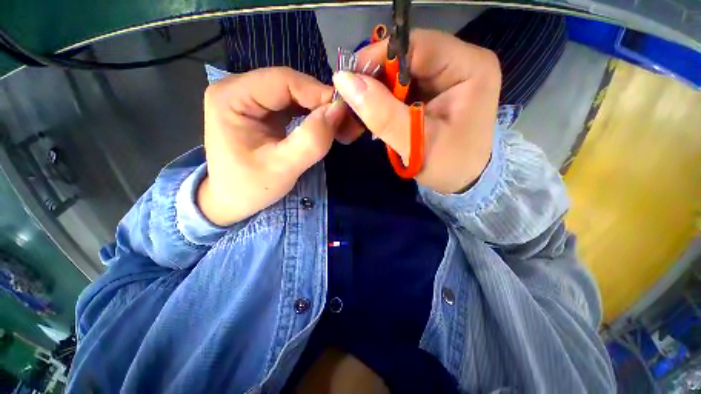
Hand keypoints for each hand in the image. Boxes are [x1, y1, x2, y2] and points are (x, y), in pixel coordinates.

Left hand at [198, 67, 344, 225]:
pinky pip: (294, 107)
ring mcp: (251, 99)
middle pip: (291, 85)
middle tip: (346, 124)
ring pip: (295, 95)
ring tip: (339, 128)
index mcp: (232, 96)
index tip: (345, 114)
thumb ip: (311, 140)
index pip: (284, 80)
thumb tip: (339, 111)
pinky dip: (313, 116)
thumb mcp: (282, 168)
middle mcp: (239, 89)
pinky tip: (324, 128)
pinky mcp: (263, 112)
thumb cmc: (249, 188)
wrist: (231, 201)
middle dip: (322, 103)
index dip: (318, 93)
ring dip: (320, 110)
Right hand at [333, 29, 500, 193]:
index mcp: (469, 67)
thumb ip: (382, 114)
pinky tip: (367, 118)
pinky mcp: (432, 92)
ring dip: (373, 96)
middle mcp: (459, 63)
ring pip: (397, 76)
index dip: (377, 58)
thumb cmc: (448, 166)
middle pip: (404, 59)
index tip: (347, 80)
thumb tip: (344, 81)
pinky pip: (399, 90)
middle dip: (372, 82)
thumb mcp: (415, 143)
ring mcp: (444, 77)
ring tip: (352, 116)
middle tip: (346, 104)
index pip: (416, 45)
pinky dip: (380, 104)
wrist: (462, 180)